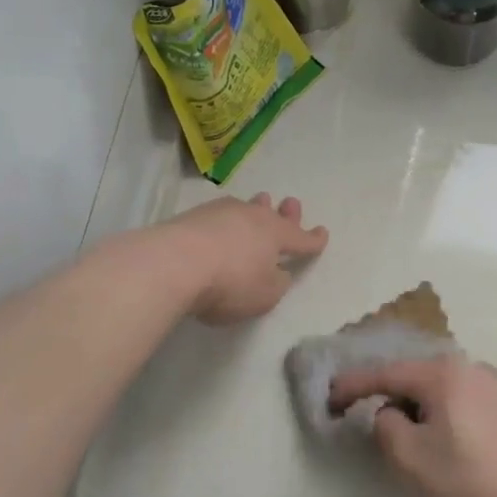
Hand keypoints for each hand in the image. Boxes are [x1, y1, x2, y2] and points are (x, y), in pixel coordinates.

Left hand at [163, 193, 328, 324]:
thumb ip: (276, 283)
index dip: (313, 239)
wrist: (174, 263)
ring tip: (260, 202)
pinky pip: (219, 216)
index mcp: (276, 235)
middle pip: (273, 215)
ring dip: (255, 208)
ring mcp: (221, 213)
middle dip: (286, 213)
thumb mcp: (265, 295)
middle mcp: (252, 217)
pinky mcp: (192, 217)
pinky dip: (227, 220)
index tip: (322, 234)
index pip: (301, 238)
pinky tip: (222, 223)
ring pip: (246, 208)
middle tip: (292, 204)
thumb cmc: (230, 283)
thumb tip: (275, 272)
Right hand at [327, 356, 496, 496]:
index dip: (353, 385)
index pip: (386, 373)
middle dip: (382, 390)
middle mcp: (465, 366)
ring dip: (409, 400)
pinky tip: (425, 426)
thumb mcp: (405, 452)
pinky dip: (432, 406)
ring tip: (390, 421)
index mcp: (442, 372)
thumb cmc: (459, 478)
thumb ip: (384, 422)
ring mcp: (485, 383)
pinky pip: (451, 395)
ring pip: (432, 385)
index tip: (329, 398)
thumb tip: (392, 413)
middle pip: (410, 374)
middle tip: (354, 406)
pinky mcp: (496, 404)